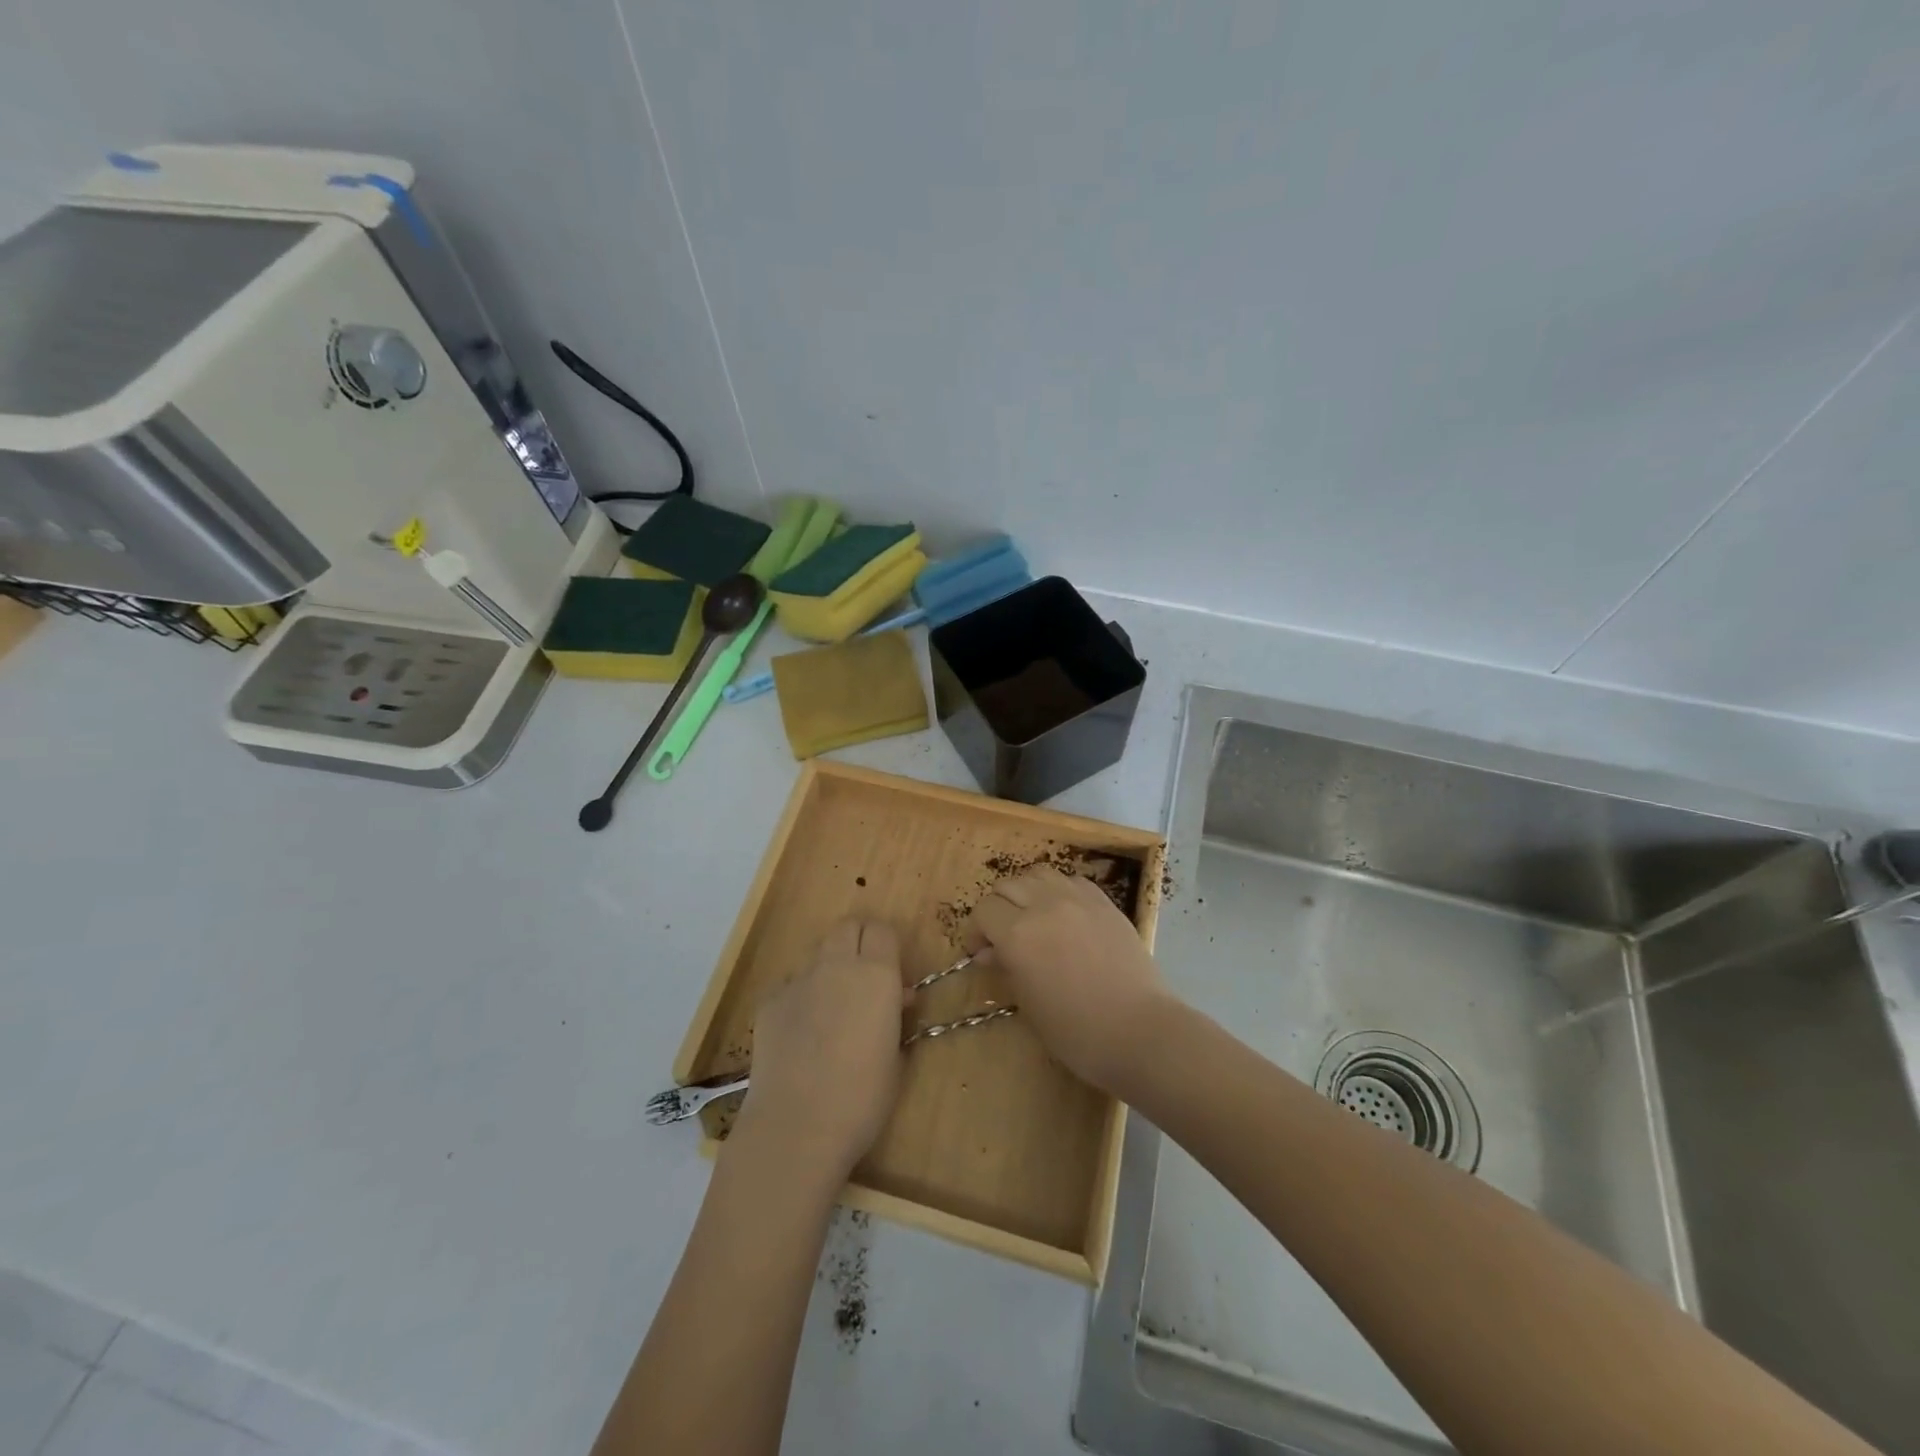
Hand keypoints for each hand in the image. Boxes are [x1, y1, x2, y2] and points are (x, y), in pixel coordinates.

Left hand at [729, 918, 909, 1188]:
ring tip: (832, 1011)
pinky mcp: (769, 1002)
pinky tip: (801, 1035)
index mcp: (876, 974)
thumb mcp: (896, 1055)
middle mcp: (836, 966)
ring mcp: (798, 981)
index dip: (888, 946)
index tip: (894, 973)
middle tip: (866, 977)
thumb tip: (894, 999)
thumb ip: (895, 1016)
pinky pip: (791, 986)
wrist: (796, 1126)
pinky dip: (801, 999)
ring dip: (830, 970)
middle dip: (858, 942)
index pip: (882, 930)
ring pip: (818, 956)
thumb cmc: (862, 1098)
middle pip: (847, 927)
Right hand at [964, 866, 1174, 1094]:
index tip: (981, 952)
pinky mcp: (1104, 902)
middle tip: (1003, 935)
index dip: (977, 931)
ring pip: (1038, 874)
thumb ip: (1006, 969)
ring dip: (1027, 892)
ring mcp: (1078, 899)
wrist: (1139, 1030)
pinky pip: (1071, 880)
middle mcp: (1044, 905)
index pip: (984, 911)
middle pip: (1007, 886)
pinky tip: (1064, 914)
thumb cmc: (1077, 1031)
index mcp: (1018, 934)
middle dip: (998, 908)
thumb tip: (990, 952)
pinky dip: (1058, 891)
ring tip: (1033, 917)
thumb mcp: (1029, 1005)